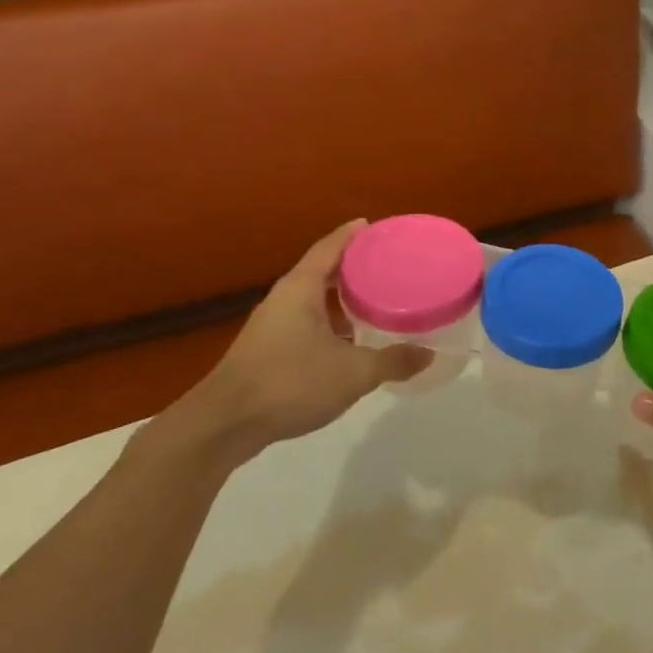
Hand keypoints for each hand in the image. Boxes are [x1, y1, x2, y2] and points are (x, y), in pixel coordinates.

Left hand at [194, 220, 432, 454]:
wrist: (224, 426)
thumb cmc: (290, 383)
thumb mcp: (354, 373)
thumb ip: (393, 361)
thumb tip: (428, 354)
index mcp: (301, 289)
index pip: (330, 247)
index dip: (353, 234)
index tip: (375, 226)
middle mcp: (284, 299)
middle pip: (322, 271)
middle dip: (353, 267)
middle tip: (387, 266)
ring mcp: (271, 326)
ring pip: (313, 301)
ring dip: (341, 299)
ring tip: (375, 301)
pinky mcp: (266, 352)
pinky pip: (306, 324)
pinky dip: (330, 323)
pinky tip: (350, 342)